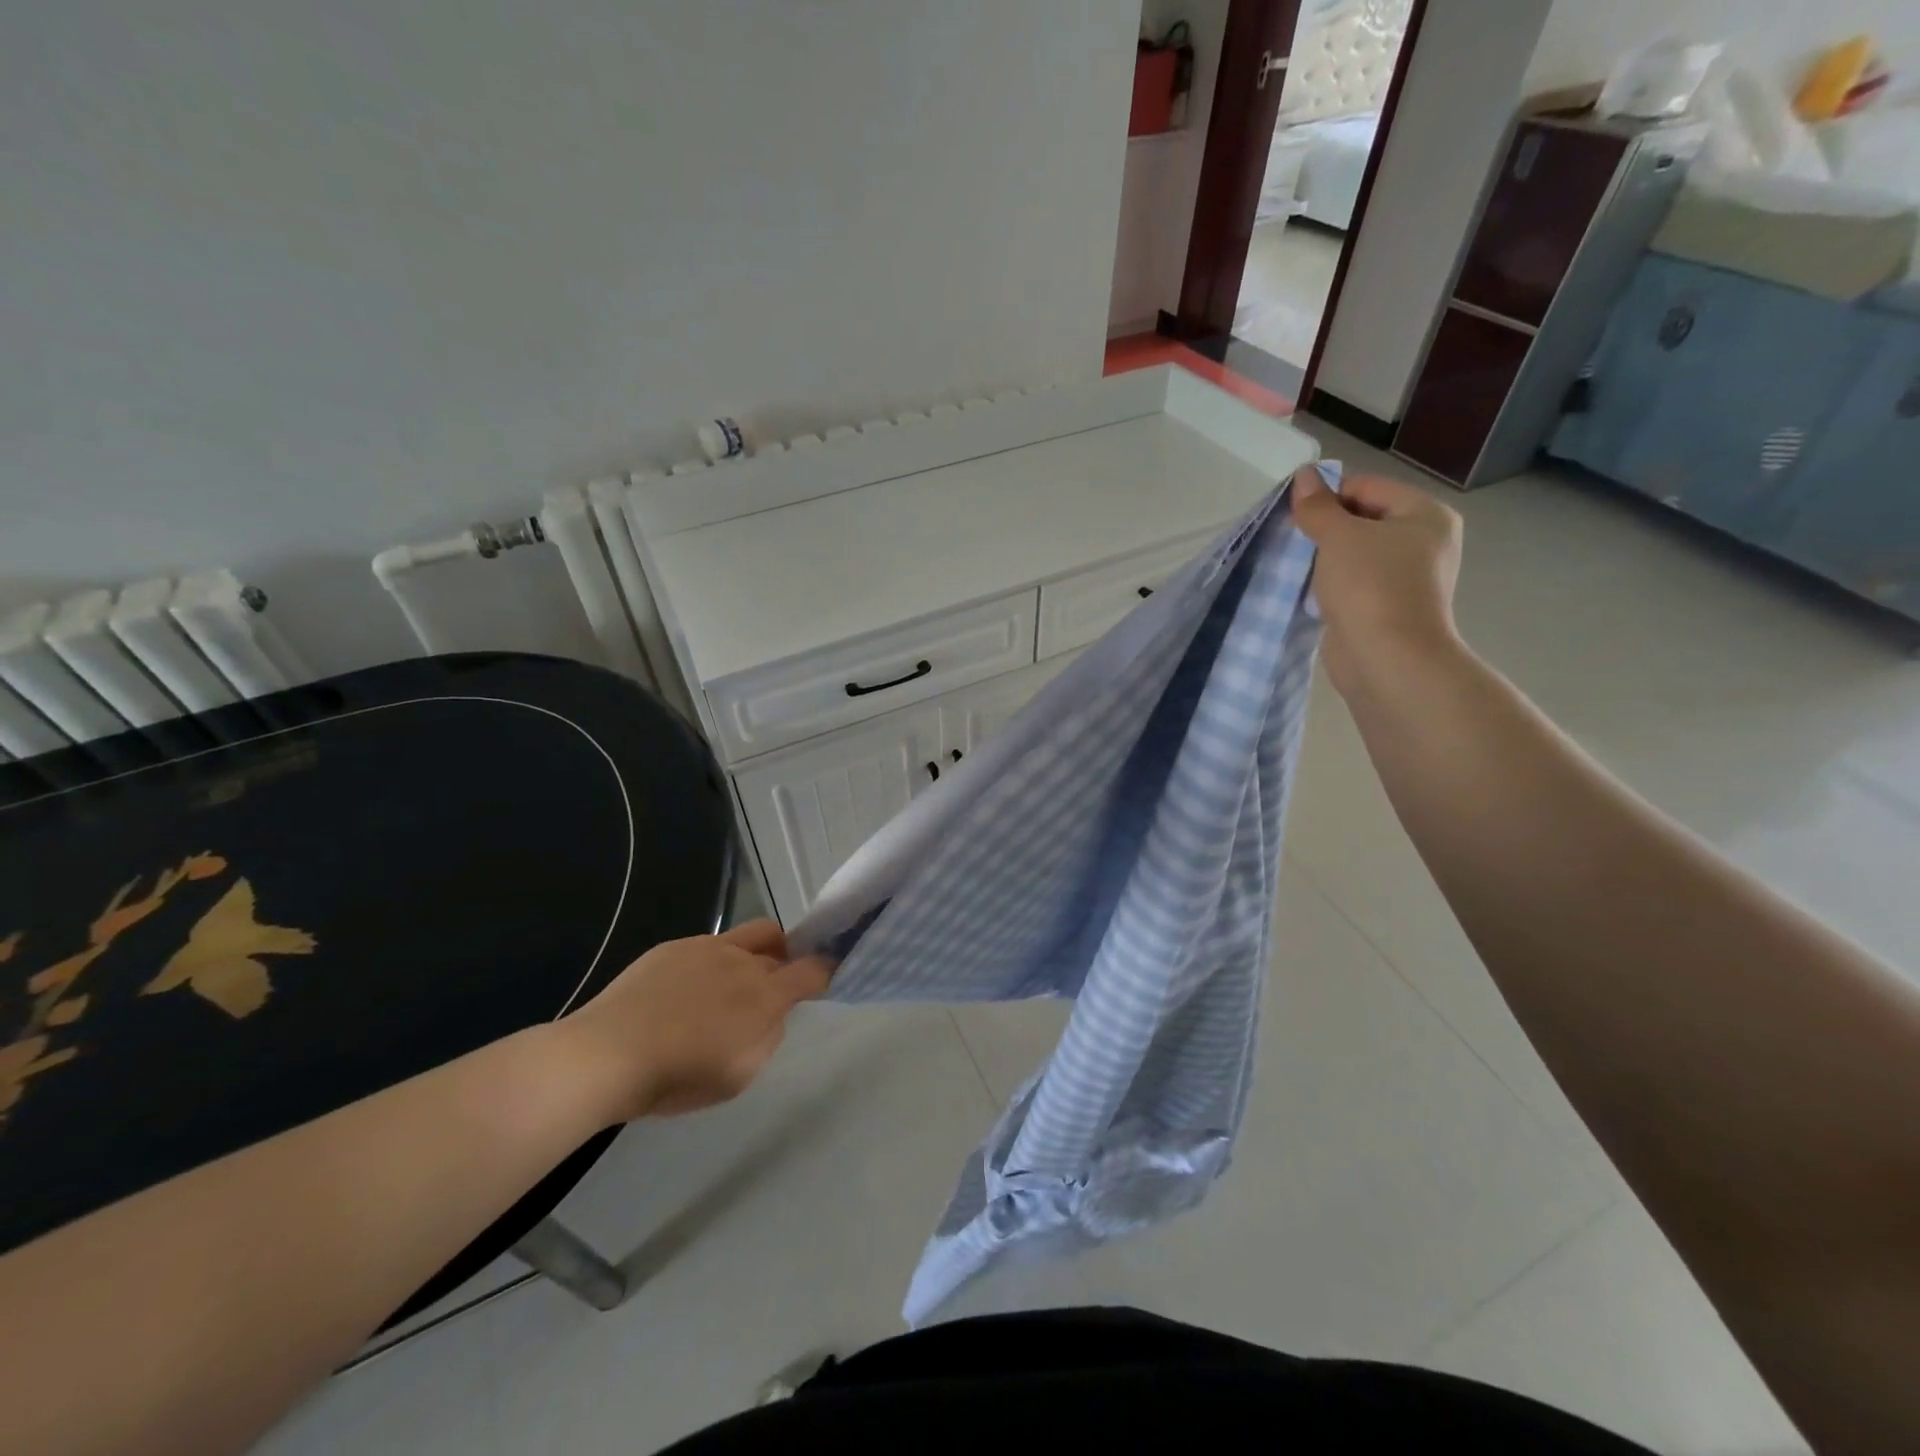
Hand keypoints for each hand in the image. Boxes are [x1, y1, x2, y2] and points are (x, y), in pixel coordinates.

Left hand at [560, 920, 832, 1121]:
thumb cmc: (676, 1077)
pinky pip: (708, 947)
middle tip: (773, 986)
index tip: (826, 978)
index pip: (813, 969)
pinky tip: (685, 995)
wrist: (605, 1055)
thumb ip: (768, 1037)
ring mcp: (705, 947)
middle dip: (787, 958)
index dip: (826, 970)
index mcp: (764, 994)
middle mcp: (741, 960)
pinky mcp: (673, 946)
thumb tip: (773, 1014)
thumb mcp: (739, 1075)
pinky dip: (712, 964)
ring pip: (746, 938)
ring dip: (750, 958)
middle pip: (781, 942)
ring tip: (724, 992)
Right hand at [1289, 466, 1463, 699]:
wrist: (1387, 659)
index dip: (1327, 498)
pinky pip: (1354, 584)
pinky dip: (1332, 586)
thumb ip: (1318, 506)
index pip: (1366, 488)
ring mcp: (1407, 578)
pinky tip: (1313, 595)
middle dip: (1325, 529)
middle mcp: (1423, 542)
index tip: (1296, 518)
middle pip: (1362, 520)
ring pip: (1355, 555)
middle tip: (1295, 544)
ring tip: (1301, 569)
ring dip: (1326, 560)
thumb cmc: (1370, 587)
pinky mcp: (1386, 608)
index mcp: (1424, 515)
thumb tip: (1304, 474)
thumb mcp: (1338, 536)